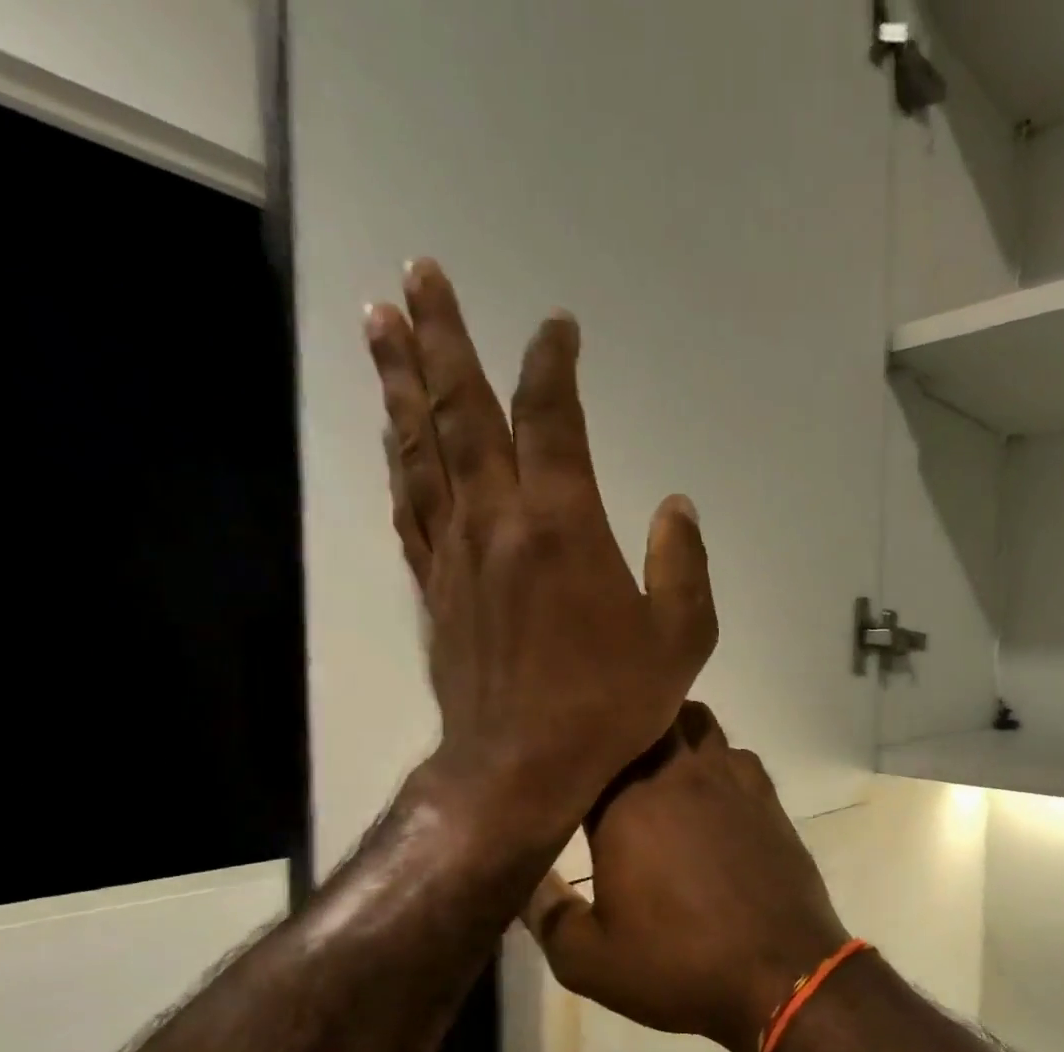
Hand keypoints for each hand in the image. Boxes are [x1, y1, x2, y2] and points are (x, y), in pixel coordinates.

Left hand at [363, 260, 716, 842]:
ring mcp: (455, 552)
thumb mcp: (681, 639)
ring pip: (421, 448)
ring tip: (379, 323)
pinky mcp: (433, 587)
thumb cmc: (610, 703)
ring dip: (402, 382)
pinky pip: (409, 506)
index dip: (552, 364)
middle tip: (417, 274)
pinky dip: (399, 460)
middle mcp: (498, 520)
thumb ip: (683, 565)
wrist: (521, 765)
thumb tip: (676, 506)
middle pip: (462, 412)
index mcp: (564, 525)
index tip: (557, 326)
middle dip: (442, 337)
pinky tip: (393, 436)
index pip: (551, 419)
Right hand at [522, 703, 850, 1051]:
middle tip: (606, 754)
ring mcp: (729, 779)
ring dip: (673, 730)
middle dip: (623, 727)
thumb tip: (522, 878)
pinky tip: (711, 791)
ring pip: (696, 722)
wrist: (781, 972)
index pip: (589, 753)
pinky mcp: (767, 795)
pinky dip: (717, 758)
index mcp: (625, 806)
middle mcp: (677, 776)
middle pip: (646, 717)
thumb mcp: (589, 962)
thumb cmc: (680, 966)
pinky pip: (736, 753)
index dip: (573, 756)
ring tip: (657, 761)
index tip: (562, 766)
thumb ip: (545, 914)